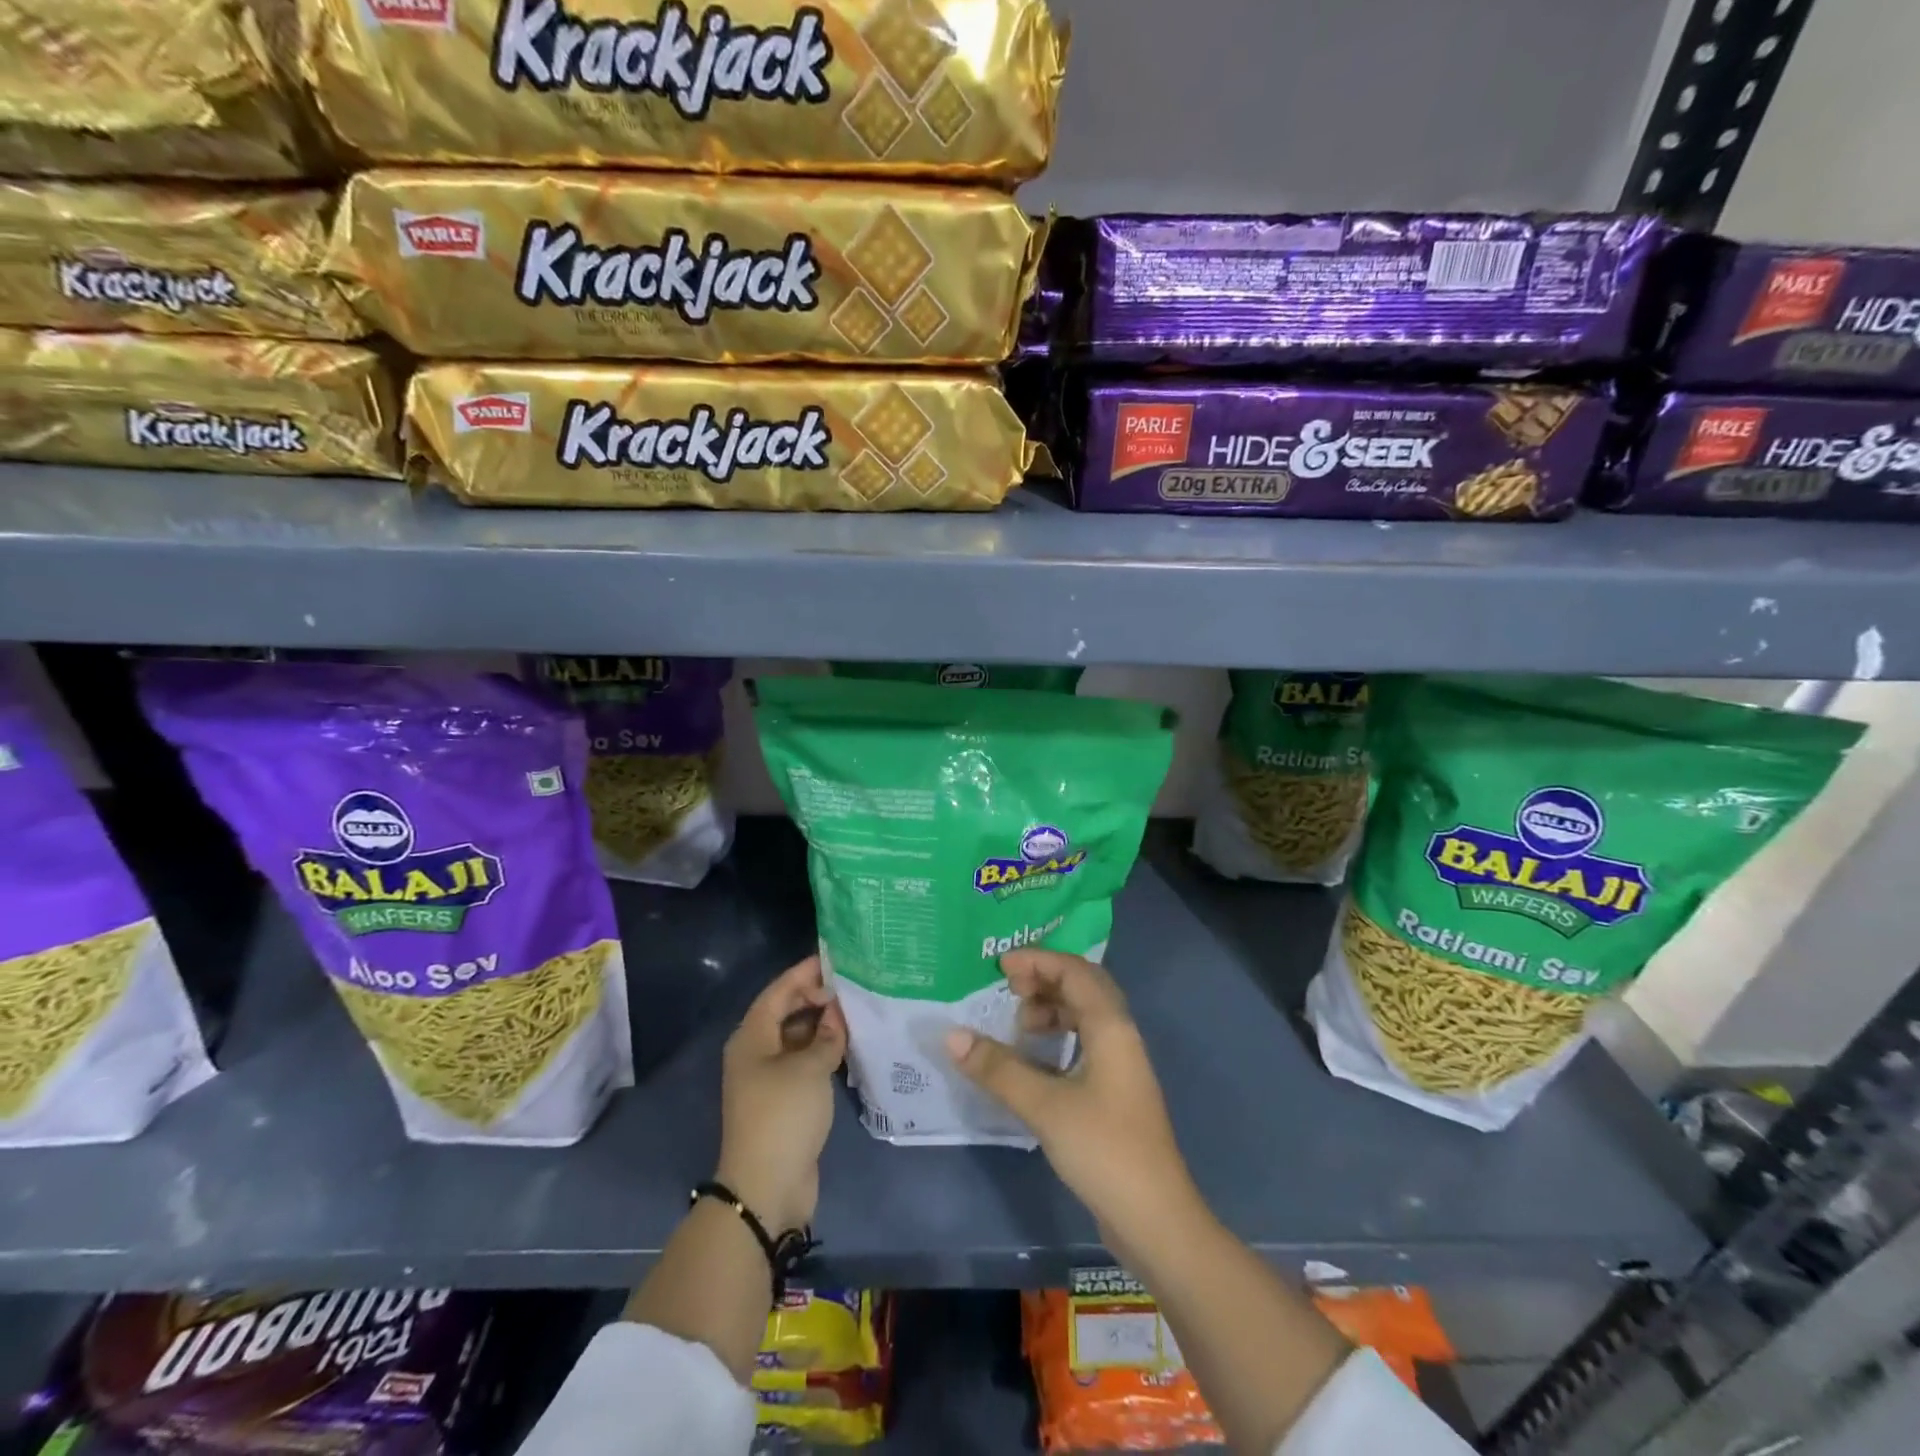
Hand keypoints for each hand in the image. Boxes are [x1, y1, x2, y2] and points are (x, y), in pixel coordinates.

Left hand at [716, 955, 846, 1234]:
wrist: (766, 1187)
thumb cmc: (783, 1115)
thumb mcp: (810, 1068)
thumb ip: (827, 1035)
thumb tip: (837, 1014)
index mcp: (752, 1037)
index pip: (779, 991)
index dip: (805, 973)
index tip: (835, 958)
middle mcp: (755, 1052)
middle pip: (786, 1012)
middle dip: (817, 998)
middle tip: (853, 986)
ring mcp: (768, 1078)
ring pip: (797, 1038)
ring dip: (823, 1025)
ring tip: (857, 1011)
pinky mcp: (783, 1100)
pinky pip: (803, 1062)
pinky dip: (823, 1051)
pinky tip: (849, 1045)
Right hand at [945, 949, 1198, 1254]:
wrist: (1156, 1220)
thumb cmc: (1103, 1149)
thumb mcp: (1044, 1106)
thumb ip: (998, 1068)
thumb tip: (952, 1036)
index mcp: (1111, 1027)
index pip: (1074, 971)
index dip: (1038, 960)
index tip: (1000, 967)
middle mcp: (1120, 1037)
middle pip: (1083, 988)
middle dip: (1044, 980)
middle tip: (1007, 990)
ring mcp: (1121, 1066)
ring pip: (1084, 1017)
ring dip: (1051, 1011)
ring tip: (1017, 1026)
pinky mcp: (1115, 1093)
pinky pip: (1084, 1044)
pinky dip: (1057, 1040)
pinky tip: (1033, 1062)